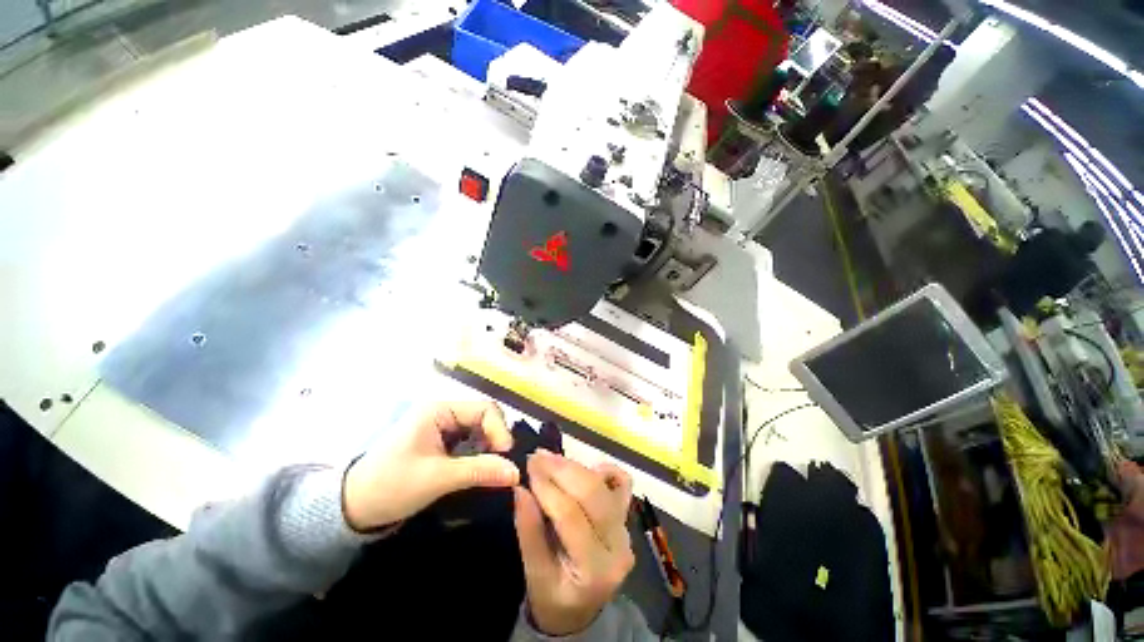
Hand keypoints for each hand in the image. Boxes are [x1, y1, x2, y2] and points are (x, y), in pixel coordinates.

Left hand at [342, 401, 518, 530]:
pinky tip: (479, 472)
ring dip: (488, 451)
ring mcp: (443, 428)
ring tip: (491, 472)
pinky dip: (479, 457)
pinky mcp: (442, 444)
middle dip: (495, 441)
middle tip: (500, 467)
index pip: (484, 409)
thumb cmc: (391, 486)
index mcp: (439, 410)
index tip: (505, 457)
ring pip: (480, 432)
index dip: (499, 430)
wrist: (353, 509)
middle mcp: (444, 413)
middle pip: (484, 419)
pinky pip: (470, 444)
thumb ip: (479, 471)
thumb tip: (516, 472)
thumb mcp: (437, 478)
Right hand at [513, 450, 634, 635]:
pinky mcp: (626, 516)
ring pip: (604, 485)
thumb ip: (528, 531)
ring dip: (575, 466)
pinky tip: (583, 468)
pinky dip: (604, 470)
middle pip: (592, 494)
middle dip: (562, 469)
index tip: (528, 468)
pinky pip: (622, 484)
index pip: (571, 517)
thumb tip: (520, 489)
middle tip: (537, 456)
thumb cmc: (553, 597)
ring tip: (550, 458)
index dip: (548, 488)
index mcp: (595, 570)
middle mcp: (618, 546)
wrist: (581, 611)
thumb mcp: (534, 575)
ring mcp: (626, 529)